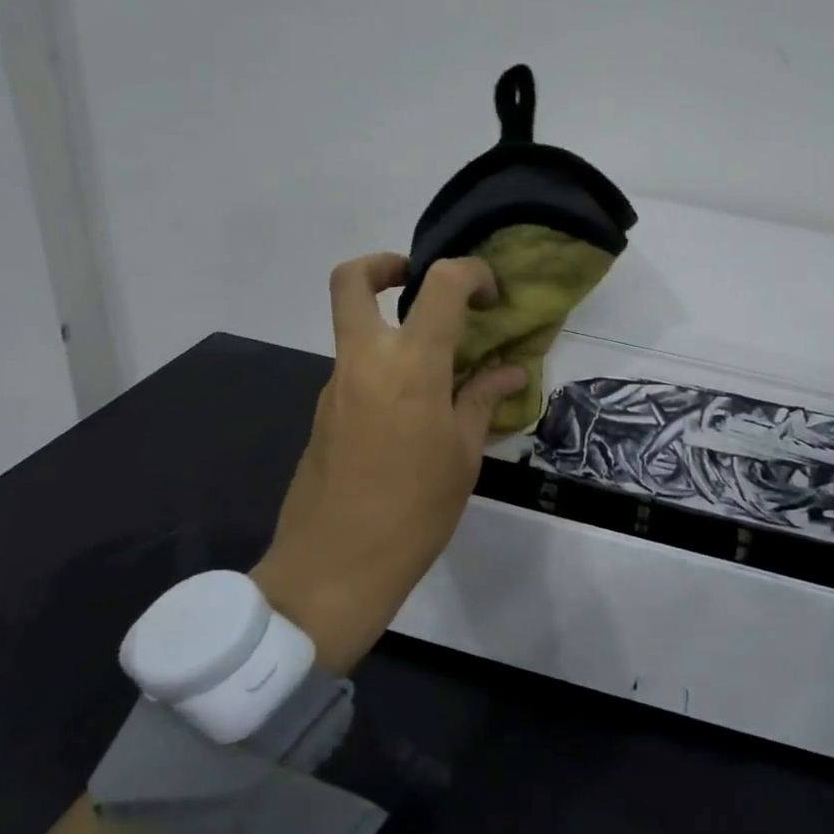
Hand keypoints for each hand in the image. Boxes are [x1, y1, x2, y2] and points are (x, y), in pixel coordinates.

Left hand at [252, 253, 526, 672]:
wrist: (334, 567)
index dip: (471, 273)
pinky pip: (356, 369)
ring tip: (440, 372)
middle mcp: (364, 360)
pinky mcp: (324, 411)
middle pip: (351, 280)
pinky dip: (385, 370)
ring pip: (355, 328)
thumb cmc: (415, 512)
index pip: (440, 285)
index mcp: (410, 366)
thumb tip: (510, 369)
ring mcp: (336, 385)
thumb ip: (483, 400)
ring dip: (392, 330)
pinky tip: (414, 414)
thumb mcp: (463, 456)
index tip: (490, 296)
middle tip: (418, 283)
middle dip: (385, 265)